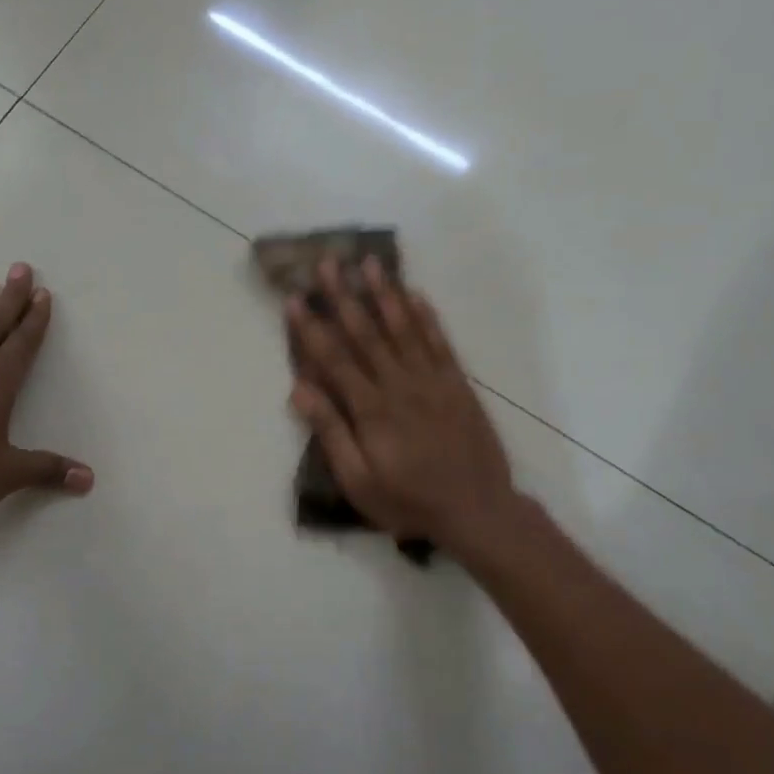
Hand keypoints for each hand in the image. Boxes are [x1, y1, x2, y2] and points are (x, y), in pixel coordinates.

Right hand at [286, 258, 515, 551]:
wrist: (478, 511)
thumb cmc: (409, 501)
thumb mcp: (359, 480)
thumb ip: (331, 432)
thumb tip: (300, 389)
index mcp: (371, 408)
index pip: (334, 358)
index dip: (311, 328)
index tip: (294, 299)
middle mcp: (400, 384)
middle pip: (366, 332)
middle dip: (344, 296)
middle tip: (328, 262)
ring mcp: (432, 380)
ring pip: (403, 328)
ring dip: (385, 293)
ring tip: (369, 263)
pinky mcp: (457, 384)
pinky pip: (440, 342)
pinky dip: (426, 317)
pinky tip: (415, 294)